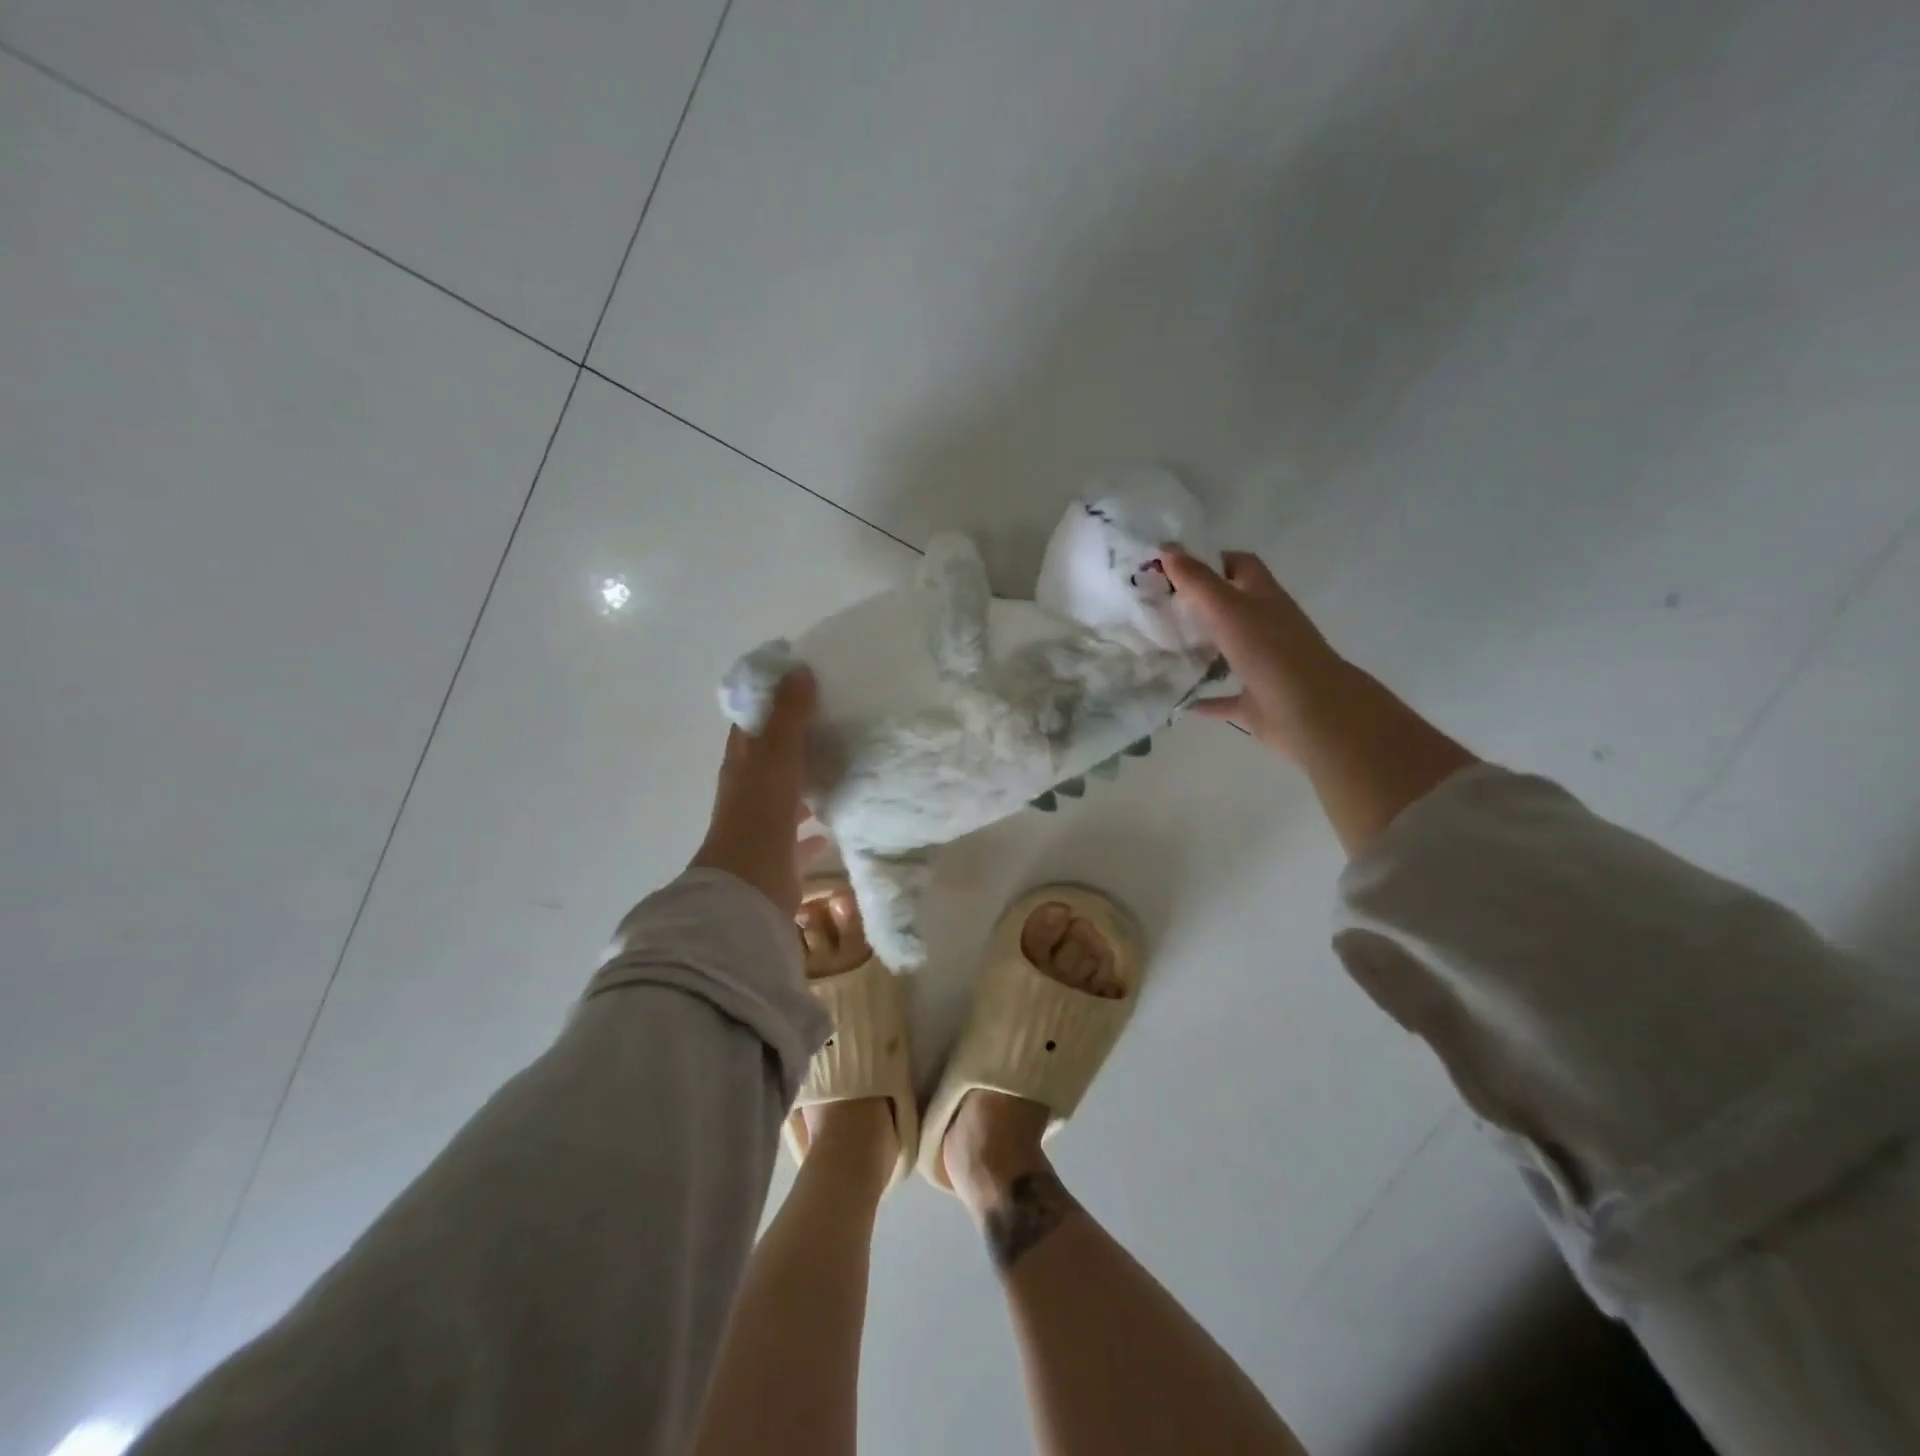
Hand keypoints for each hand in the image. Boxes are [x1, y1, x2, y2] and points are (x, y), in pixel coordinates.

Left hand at [690, 665, 820, 916]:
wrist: (750, 883)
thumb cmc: (760, 810)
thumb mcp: (776, 753)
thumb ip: (789, 715)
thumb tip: (798, 670)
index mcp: (742, 762)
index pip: (752, 722)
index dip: (770, 702)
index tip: (801, 684)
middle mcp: (749, 789)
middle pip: (770, 757)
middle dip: (794, 741)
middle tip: (832, 721)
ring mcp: (763, 822)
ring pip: (786, 793)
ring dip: (805, 780)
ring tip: (840, 764)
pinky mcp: (780, 851)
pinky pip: (801, 833)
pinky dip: (816, 825)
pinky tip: (838, 819)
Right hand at [1161, 546, 1349, 760]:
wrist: (1310, 712)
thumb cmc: (1270, 652)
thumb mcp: (1229, 608)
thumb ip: (1198, 580)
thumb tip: (1167, 549)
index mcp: (1264, 598)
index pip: (1240, 566)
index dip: (1211, 560)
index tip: (1174, 567)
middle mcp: (1266, 627)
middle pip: (1231, 608)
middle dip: (1199, 605)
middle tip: (1158, 606)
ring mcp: (1263, 665)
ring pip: (1228, 652)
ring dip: (1202, 651)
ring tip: (1163, 648)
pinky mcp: (1256, 701)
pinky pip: (1226, 698)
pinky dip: (1205, 699)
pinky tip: (1180, 701)